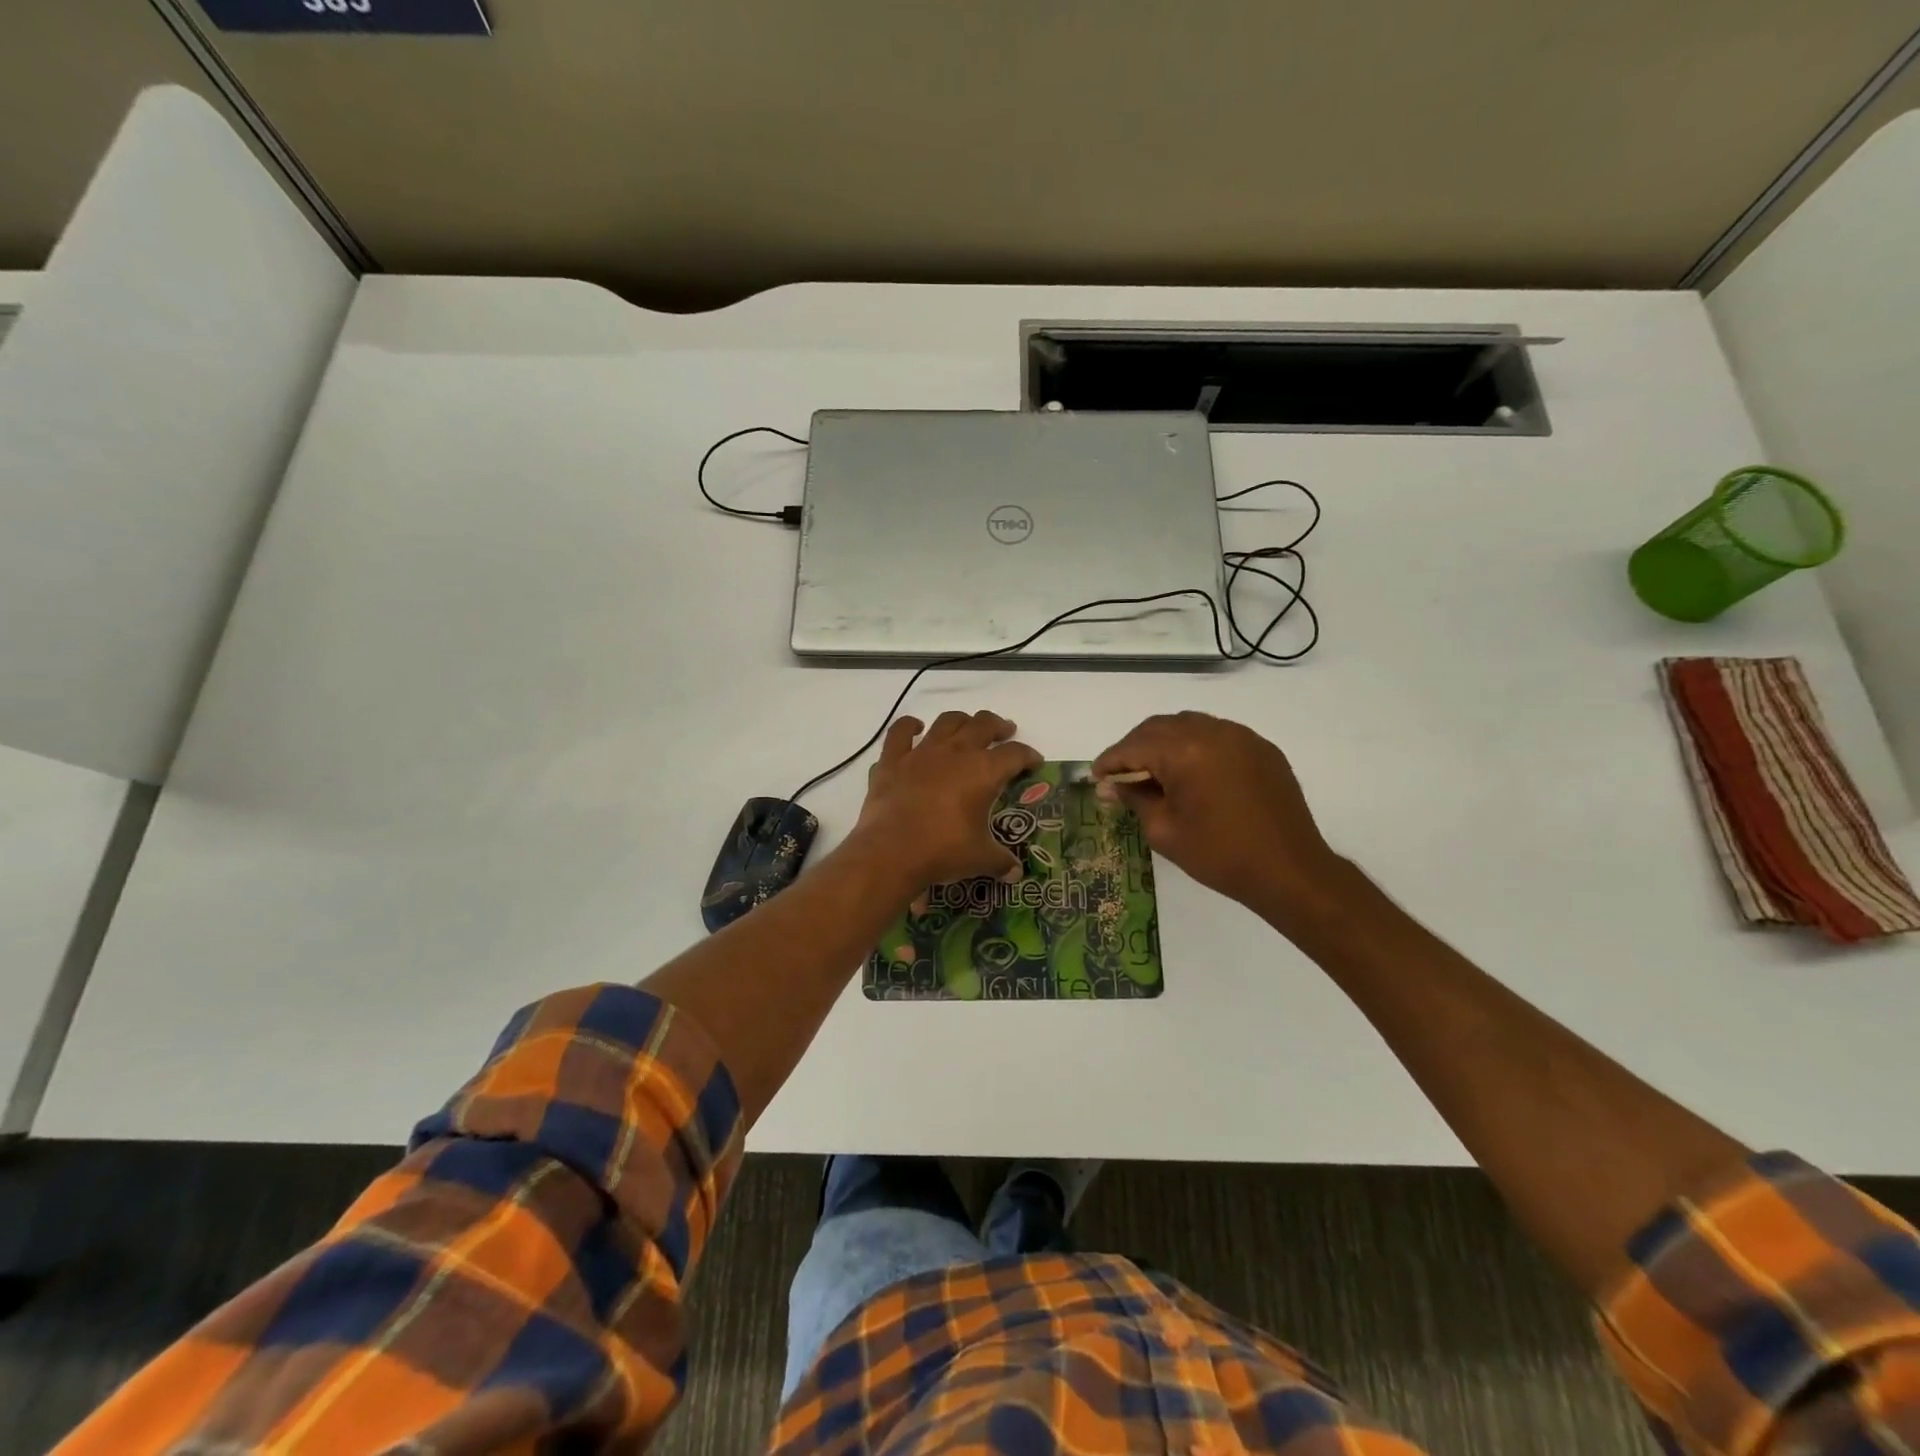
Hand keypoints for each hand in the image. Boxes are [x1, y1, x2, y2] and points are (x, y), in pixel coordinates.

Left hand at [854, 711, 1041, 892]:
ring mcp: (922, 752)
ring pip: (947, 721)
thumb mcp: (980, 859)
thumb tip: (1015, 873)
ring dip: (962, 721)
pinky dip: (910, 726)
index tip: (1034, 762)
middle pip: (983, 725)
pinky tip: (916, 728)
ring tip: (967, 727)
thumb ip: (1000, 861)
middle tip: (1004, 732)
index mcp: (984, 771)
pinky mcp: (892, 760)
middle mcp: (956, 752)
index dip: (1028, 755)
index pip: (1015, 754)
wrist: (891, 851)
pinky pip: (900, 732)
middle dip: (998, 726)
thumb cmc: (943, 851)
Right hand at [1093, 711, 1346, 922]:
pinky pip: (1218, 734)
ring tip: (1155, 771)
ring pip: (1189, 725)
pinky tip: (1192, 772)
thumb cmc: (1219, 854)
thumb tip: (1112, 786)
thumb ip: (1135, 799)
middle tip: (1122, 775)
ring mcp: (1241, 736)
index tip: (1097, 777)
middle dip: (1135, 747)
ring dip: (1165, 742)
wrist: (1289, 870)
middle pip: (1159, 727)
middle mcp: (1212, 732)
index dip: (1110, 761)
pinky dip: (1196, 746)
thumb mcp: (1165, 831)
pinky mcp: (1261, 748)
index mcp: (1184, 751)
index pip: (1134, 746)